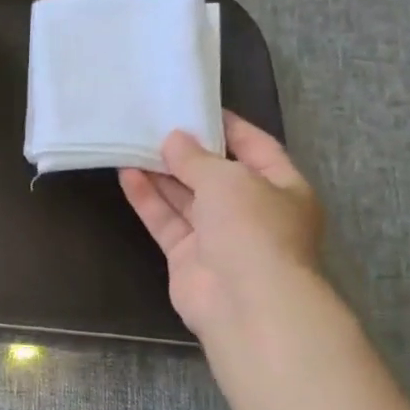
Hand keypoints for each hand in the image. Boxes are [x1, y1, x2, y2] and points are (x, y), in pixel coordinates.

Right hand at [119, 112, 322, 336]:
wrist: (245, 302)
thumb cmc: (252, 228)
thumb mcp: (228, 180)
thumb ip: (196, 158)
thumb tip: (174, 140)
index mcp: (282, 188)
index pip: (256, 148)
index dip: (228, 127)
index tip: (195, 108)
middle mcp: (252, 211)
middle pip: (216, 175)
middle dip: (186, 153)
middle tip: (154, 126)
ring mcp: (219, 236)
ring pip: (186, 198)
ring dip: (161, 174)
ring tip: (131, 145)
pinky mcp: (188, 257)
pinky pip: (167, 221)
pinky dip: (148, 200)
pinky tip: (127, 175)